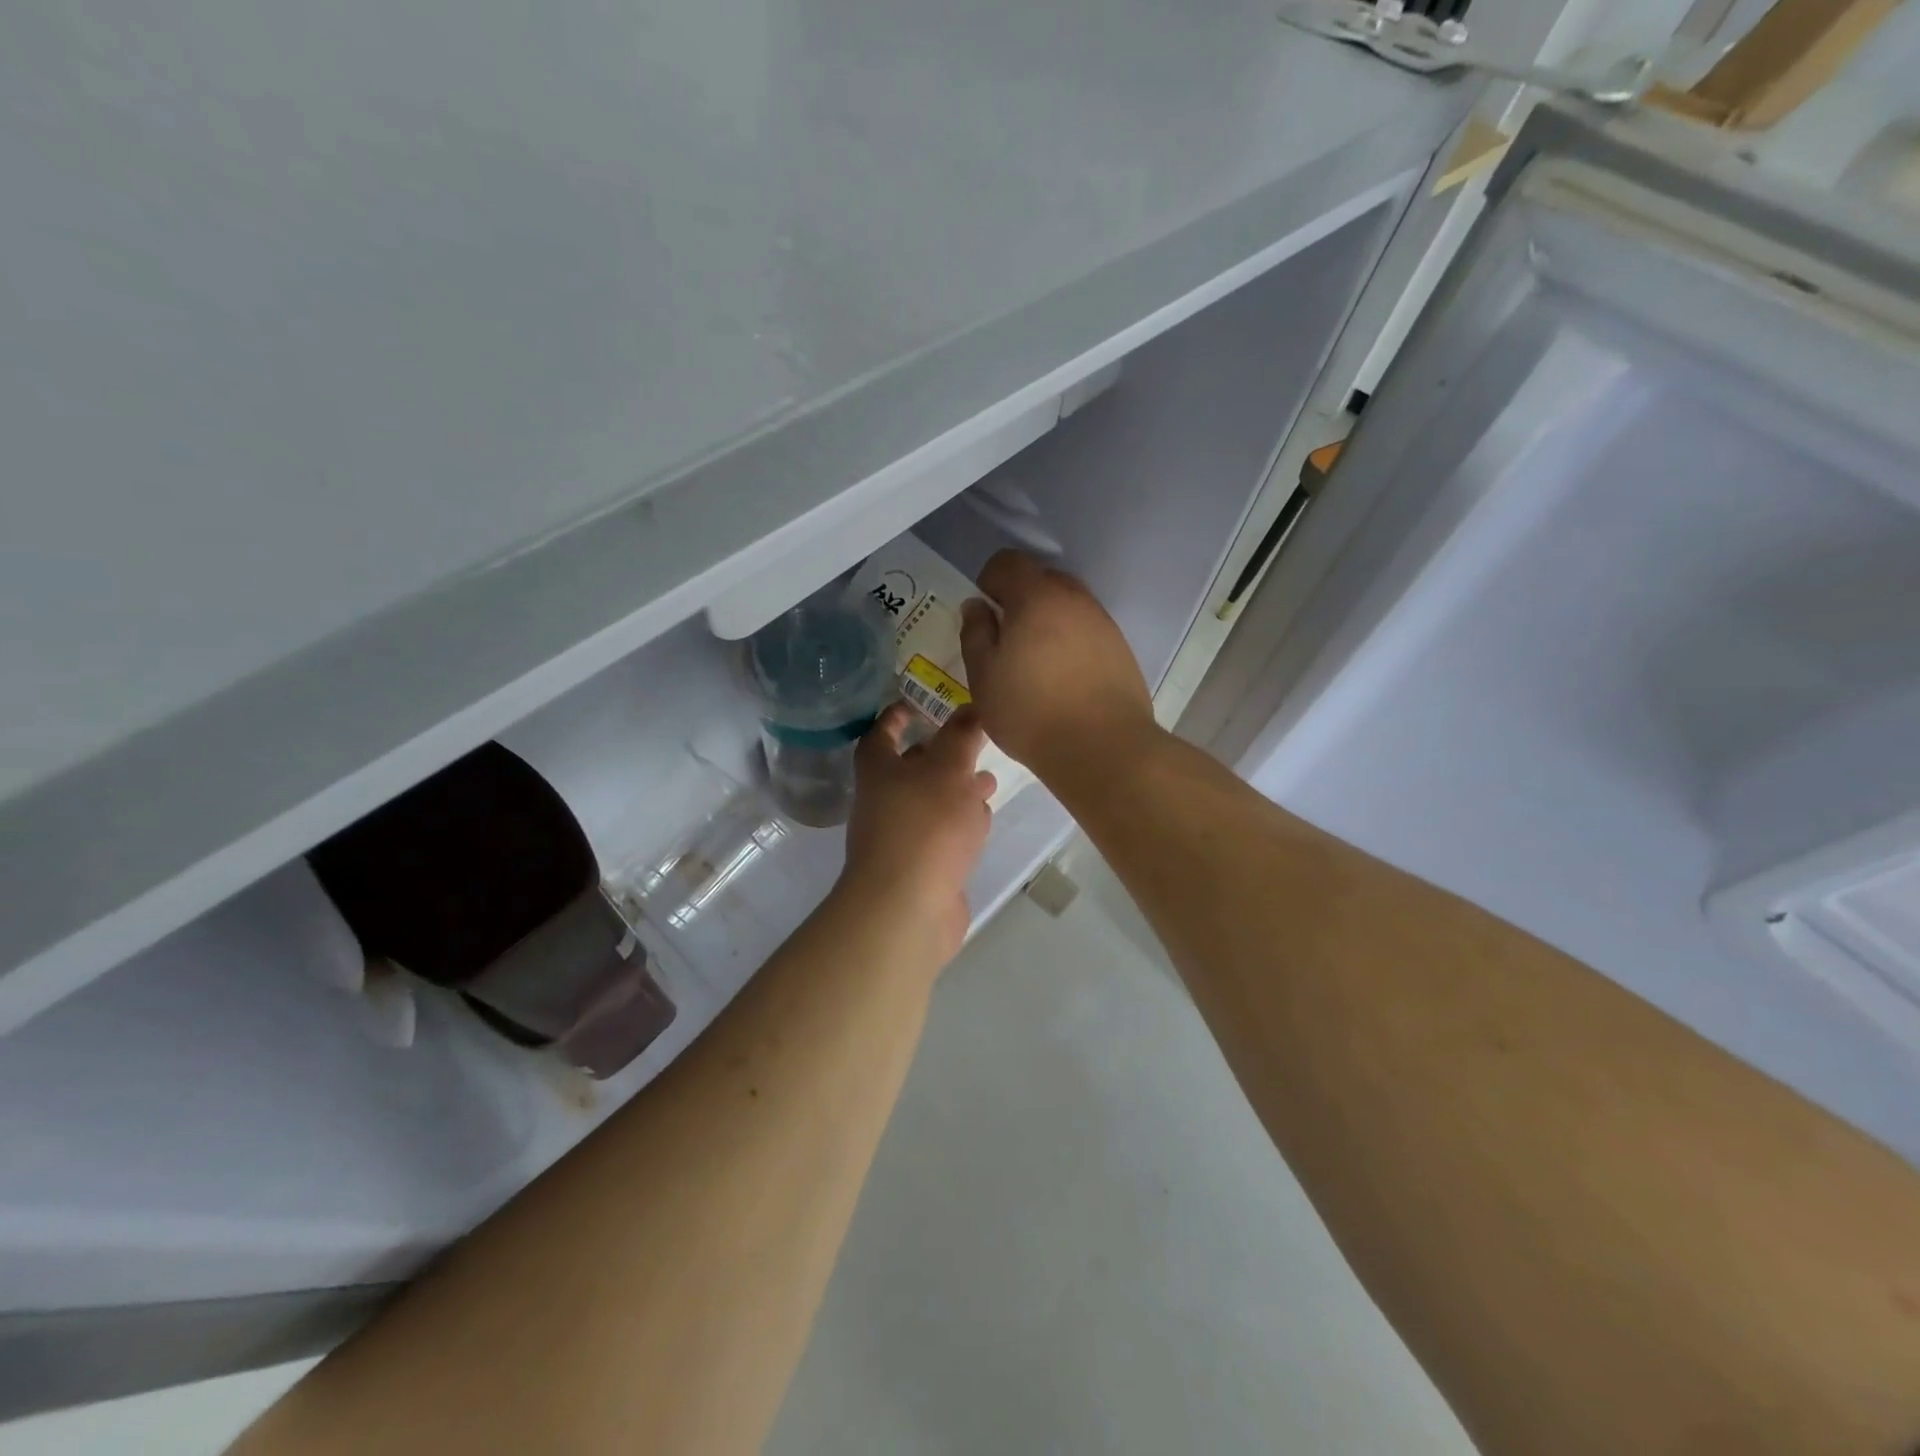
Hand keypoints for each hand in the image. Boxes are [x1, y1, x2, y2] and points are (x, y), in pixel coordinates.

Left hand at [836, 703, 995, 963]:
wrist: (908, 907)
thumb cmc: (925, 825)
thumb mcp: (949, 769)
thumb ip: (962, 736)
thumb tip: (972, 707)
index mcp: (879, 771)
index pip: (881, 735)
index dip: (895, 718)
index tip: (913, 704)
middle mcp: (884, 802)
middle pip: (909, 771)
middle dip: (940, 756)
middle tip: (971, 744)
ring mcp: (901, 839)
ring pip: (931, 804)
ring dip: (956, 791)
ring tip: (989, 781)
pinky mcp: (921, 868)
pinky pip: (941, 836)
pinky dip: (960, 824)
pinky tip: (982, 821)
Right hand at [959, 550, 1157, 783]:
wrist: (1102, 748)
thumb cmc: (1030, 712)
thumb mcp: (983, 676)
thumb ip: (975, 633)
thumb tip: (977, 606)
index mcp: (1037, 597)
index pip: (1008, 562)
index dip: (989, 581)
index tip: (984, 615)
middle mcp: (1075, 599)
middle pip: (1041, 579)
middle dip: (1020, 600)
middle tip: (1006, 641)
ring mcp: (1103, 623)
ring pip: (1067, 606)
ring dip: (1047, 622)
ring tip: (1035, 664)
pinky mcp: (1120, 649)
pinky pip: (1087, 631)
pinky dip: (1070, 642)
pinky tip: (1063, 679)